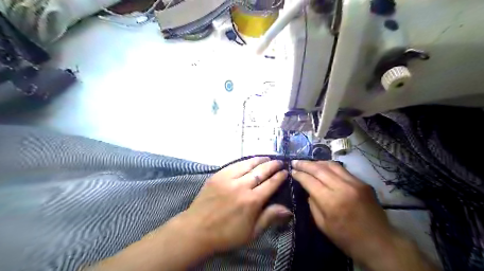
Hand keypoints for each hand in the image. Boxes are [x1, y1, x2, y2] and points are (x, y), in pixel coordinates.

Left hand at [178, 157, 288, 253]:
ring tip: (267, 158)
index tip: (285, 172)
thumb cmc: (226, 234)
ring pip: (248, 165)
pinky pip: (234, 164)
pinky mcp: (218, 175)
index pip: (270, 184)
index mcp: (252, 200)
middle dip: (272, 165)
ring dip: (260, 160)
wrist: (197, 229)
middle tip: (279, 162)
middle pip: (261, 171)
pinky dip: (244, 161)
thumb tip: (288, 209)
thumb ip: (269, 218)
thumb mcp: (251, 233)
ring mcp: (228, 178)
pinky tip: (249, 161)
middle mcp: (242, 186)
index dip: (280, 177)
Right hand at [291, 161, 396, 266]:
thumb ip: (313, 205)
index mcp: (331, 201)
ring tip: (307, 163)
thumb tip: (308, 190)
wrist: (380, 243)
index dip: (299, 174)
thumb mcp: (323, 226)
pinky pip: (342, 170)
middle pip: (319, 169)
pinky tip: (323, 167)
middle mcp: (342, 188)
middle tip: (295, 162)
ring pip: (331, 165)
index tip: (292, 171)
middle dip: (305, 164)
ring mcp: (354, 183)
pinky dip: (329, 166)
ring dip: (317, 162)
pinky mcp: (362, 183)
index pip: (310, 181)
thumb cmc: (347, 239)